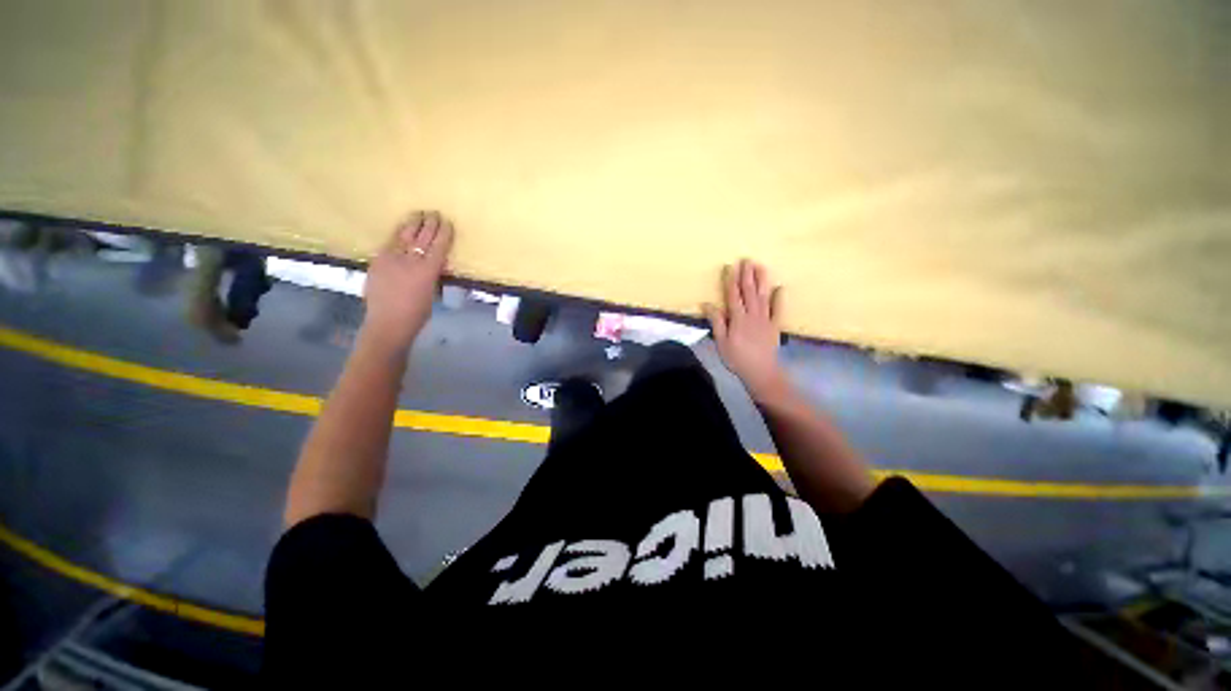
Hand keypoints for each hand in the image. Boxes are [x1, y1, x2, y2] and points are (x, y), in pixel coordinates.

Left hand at [361, 210, 453, 351]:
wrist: (387, 323)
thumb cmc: (417, 314)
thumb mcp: (432, 293)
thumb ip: (433, 276)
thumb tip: (436, 264)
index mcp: (428, 271)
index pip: (439, 247)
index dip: (444, 233)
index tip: (448, 223)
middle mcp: (411, 261)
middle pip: (422, 237)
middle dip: (429, 224)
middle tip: (434, 213)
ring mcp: (392, 259)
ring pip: (405, 236)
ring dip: (413, 224)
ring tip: (419, 214)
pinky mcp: (378, 261)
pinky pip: (390, 243)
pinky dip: (398, 234)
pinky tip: (401, 229)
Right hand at [704, 259, 788, 402]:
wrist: (761, 372)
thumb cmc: (736, 358)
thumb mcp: (721, 342)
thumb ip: (716, 322)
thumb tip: (707, 304)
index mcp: (737, 318)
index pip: (733, 295)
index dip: (731, 280)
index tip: (730, 266)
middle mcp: (752, 314)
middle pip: (749, 292)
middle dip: (747, 275)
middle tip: (747, 259)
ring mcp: (766, 319)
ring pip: (763, 296)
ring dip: (762, 280)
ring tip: (760, 266)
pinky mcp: (775, 325)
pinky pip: (778, 309)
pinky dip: (780, 298)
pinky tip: (780, 288)